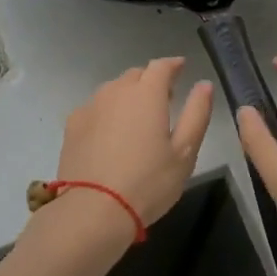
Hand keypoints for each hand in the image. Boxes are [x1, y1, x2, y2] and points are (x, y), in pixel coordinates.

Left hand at [51, 58, 212, 237]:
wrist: (92, 210)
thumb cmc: (148, 183)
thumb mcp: (184, 152)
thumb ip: (197, 113)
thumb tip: (204, 84)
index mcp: (146, 94)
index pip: (161, 66)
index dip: (173, 65)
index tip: (181, 68)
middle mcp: (116, 91)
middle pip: (135, 75)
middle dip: (150, 81)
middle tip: (163, 100)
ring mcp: (90, 106)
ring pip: (113, 90)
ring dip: (127, 96)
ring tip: (137, 119)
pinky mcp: (72, 124)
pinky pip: (95, 108)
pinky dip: (107, 112)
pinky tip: (110, 135)